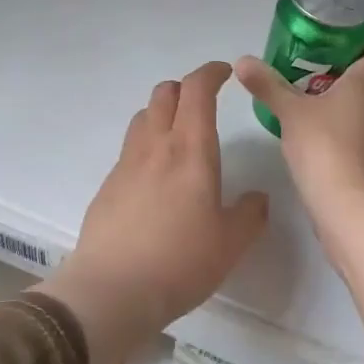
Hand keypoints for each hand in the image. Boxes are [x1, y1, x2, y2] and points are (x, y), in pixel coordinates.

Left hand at [34, 61, 269, 363]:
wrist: (112, 291)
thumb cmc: (181, 261)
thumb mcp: (232, 243)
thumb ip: (250, 214)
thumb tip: (257, 198)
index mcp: (190, 149)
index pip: (197, 90)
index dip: (211, 73)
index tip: (226, 72)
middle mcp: (155, 146)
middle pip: (164, 94)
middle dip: (186, 89)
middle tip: (204, 104)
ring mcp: (125, 164)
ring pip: (142, 117)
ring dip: (162, 113)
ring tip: (178, 136)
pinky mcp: (107, 186)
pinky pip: (129, 150)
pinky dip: (146, 146)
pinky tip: (155, 178)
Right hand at [234, 12, 363, 345]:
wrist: (350, 209)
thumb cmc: (325, 149)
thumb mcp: (290, 113)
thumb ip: (267, 85)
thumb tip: (242, 61)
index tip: (361, 18)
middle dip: (355, 53)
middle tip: (320, 52)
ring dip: (351, 86)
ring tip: (314, 89)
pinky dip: (350, 115)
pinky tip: (320, 127)